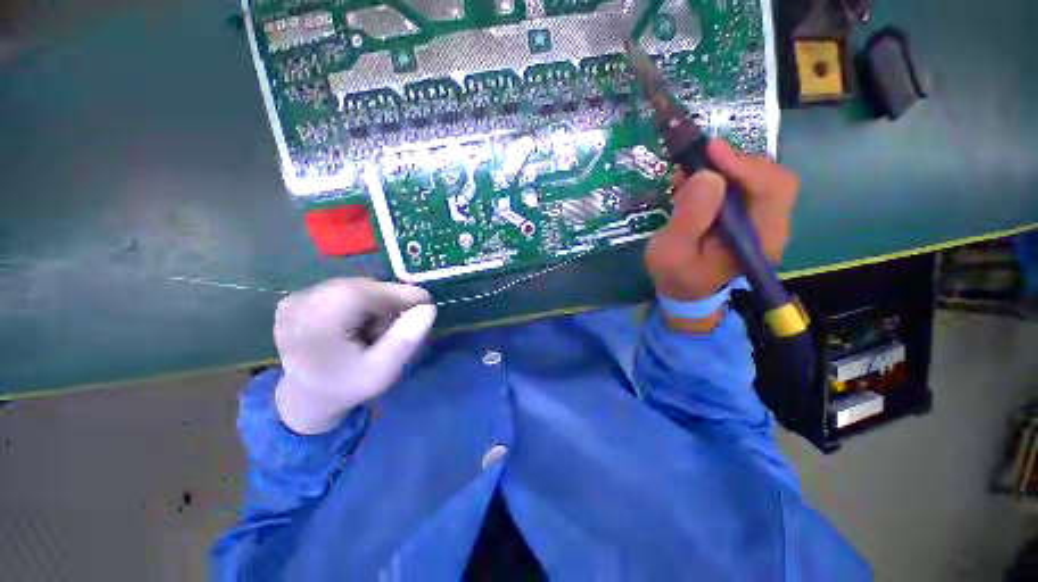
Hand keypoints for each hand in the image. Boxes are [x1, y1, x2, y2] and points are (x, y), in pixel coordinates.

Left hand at [273, 278, 436, 434]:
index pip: (366, 293)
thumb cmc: (347, 386)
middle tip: (400, 325)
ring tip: (375, 330)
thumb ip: (406, 340)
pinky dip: (359, 304)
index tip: (427, 303)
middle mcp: (299, 303)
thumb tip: (428, 307)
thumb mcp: (382, 372)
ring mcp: (295, 299)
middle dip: (387, 302)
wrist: (305, 398)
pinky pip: (343, 291)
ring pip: (354, 288)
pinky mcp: (297, 299)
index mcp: (315, 324)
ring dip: (374, 303)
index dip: (400, 293)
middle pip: (361, 288)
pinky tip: (357, 325)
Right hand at [645, 141, 798, 331]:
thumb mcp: (671, 251)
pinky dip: (719, 176)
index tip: (711, 150)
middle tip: (695, 163)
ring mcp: (763, 219)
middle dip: (732, 164)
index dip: (745, 165)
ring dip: (723, 169)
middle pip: (770, 178)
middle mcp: (772, 226)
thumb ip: (689, 217)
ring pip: (757, 177)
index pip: (772, 189)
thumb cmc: (675, 274)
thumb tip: (707, 175)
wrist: (682, 289)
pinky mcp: (749, 215)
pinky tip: (695, 183)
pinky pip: (743, 185)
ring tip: (687, 176)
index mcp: (760, 241)